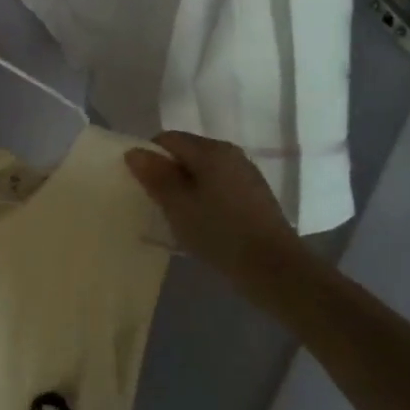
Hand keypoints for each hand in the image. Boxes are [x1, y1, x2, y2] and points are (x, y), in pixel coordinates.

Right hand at [125, 132, 304, 289]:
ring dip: (187, 187)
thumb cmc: (220, 233)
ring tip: (179, 215)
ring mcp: (246, 174)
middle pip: (187, 152)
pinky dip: (205, 197)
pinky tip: (204, 222)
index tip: (142, 185)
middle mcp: (230, 154)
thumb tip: (134, 151)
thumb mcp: (177, 206)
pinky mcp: (255, 195)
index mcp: (210, 151)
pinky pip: (219, 185)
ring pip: (204, 170)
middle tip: (157, 202)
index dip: (149, 157)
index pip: (168, 139)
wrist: (276, 270)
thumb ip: (155, 176)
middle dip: (168, 172)